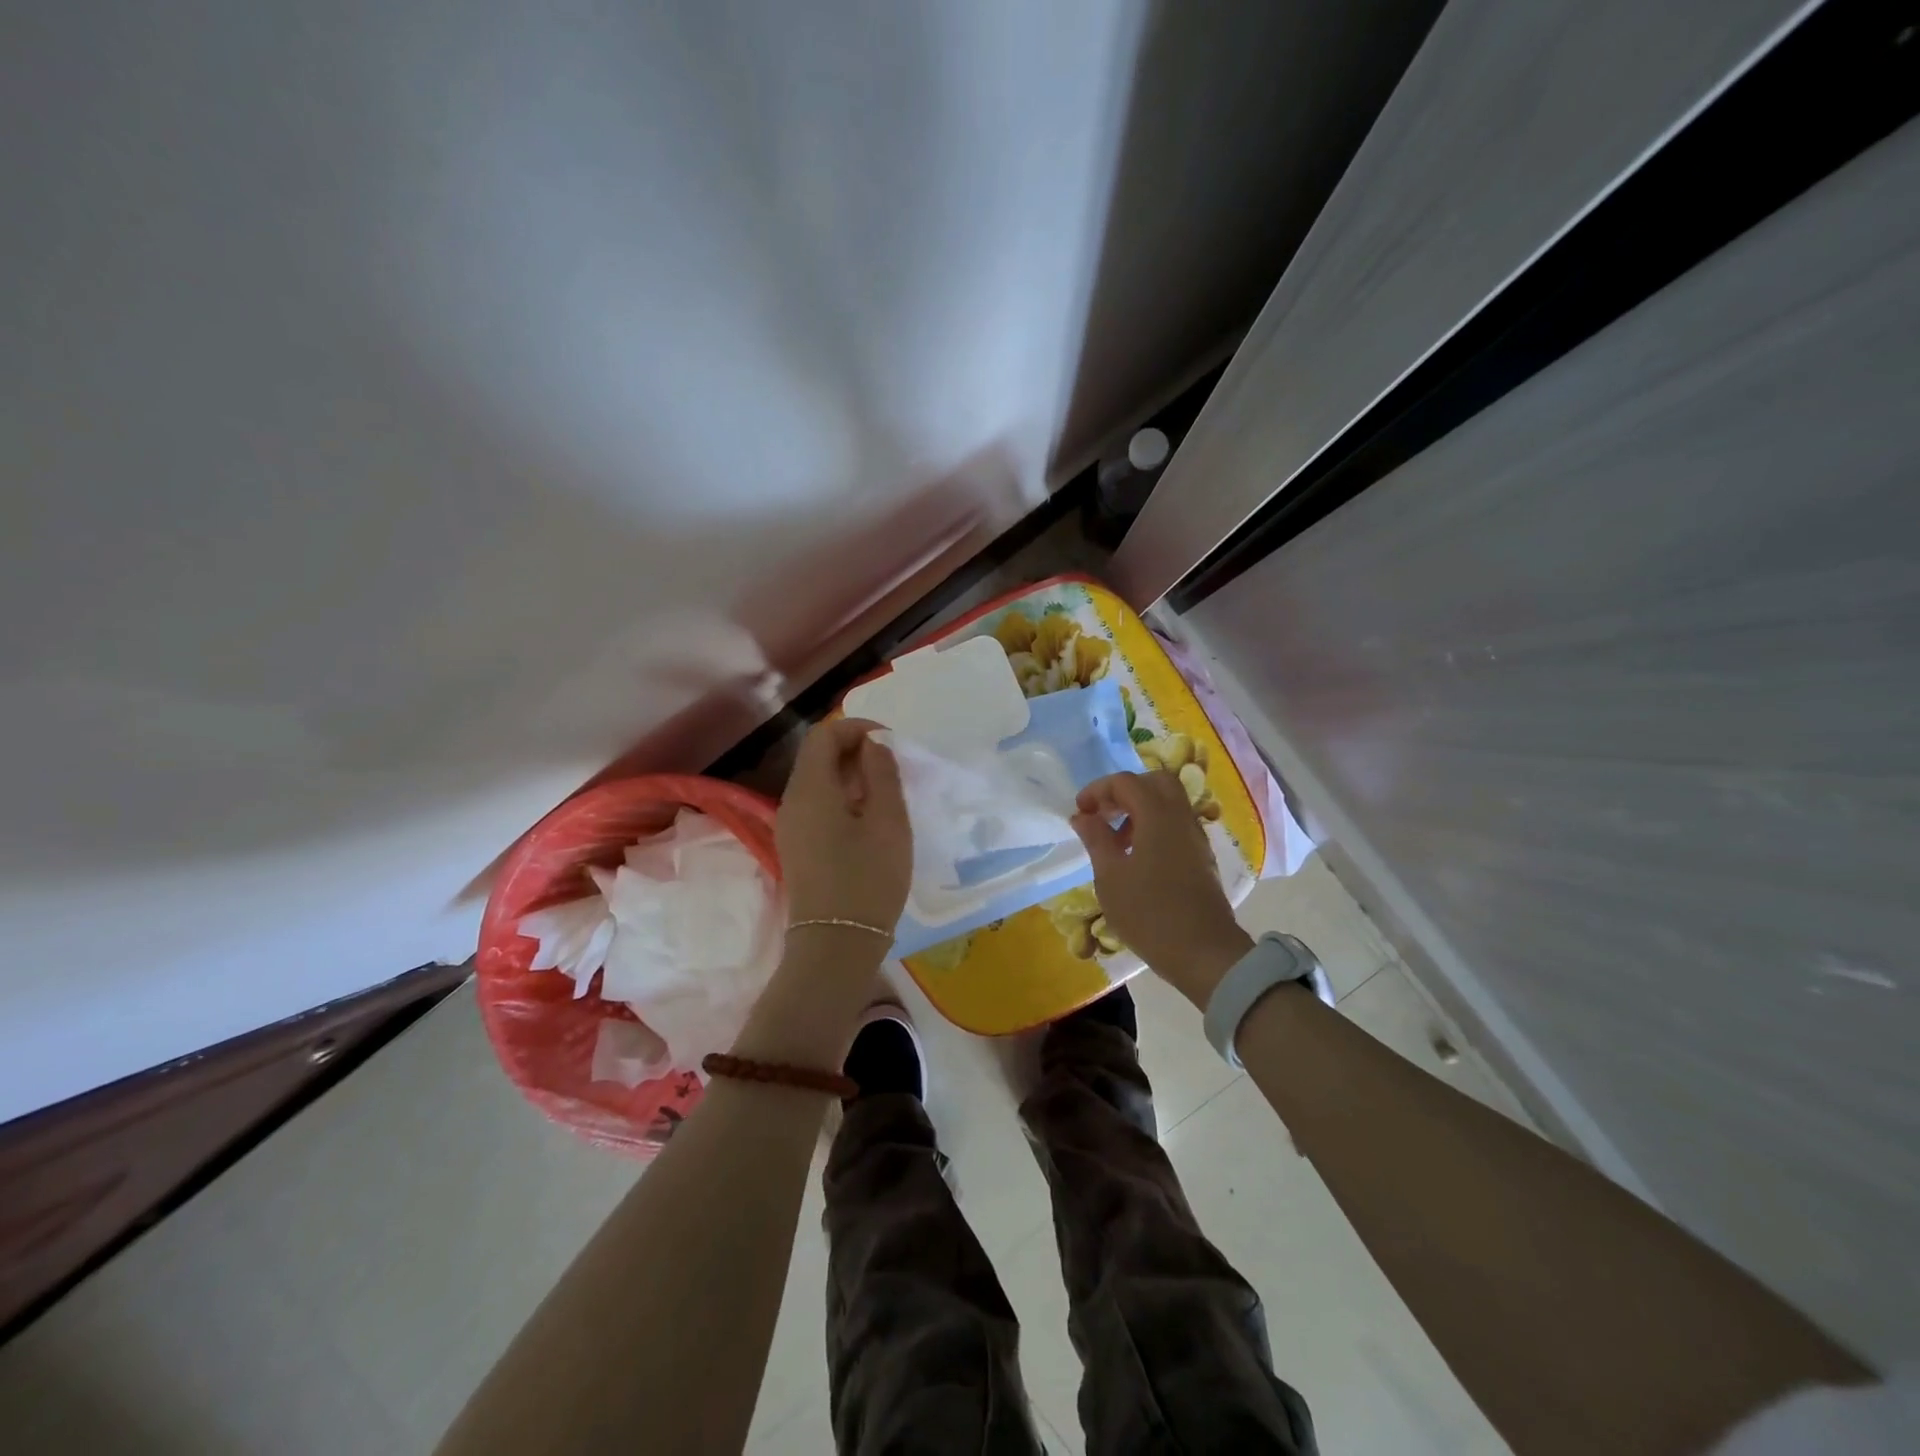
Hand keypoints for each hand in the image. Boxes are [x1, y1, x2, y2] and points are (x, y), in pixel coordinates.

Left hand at [775, 718, 912, 932]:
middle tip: (894, 768)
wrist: (837, 945)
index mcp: (810, 788)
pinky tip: (870, 821)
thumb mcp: (888, 820)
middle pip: (818, 756)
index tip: (891, 744)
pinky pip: (818, 806)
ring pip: (819, 782)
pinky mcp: (798, 847)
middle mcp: (792, 801)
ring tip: (887, 794)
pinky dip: (843, 799)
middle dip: (856, 751)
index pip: (824, 734)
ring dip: (851, 776)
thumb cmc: (868, 879)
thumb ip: (881, 772)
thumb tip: (873, 743)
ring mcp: (791, 826)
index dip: (857, 728)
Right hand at [1071, 770, 1252, 1007]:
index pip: (1125, 782)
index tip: (1080, 812)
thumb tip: (1083, 815)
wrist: (1205, 953)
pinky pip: (1176, 825)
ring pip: (1168, 803)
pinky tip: (1138, 859)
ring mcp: (1196, 837)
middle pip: (1154, 783)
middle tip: (1103, 815)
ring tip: (1116, 842)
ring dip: (1139, 810)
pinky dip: (1154, 827)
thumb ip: (1095, 839)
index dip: (1098, 790)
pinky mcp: (1201, 857)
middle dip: (1124, 792)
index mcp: (1157, 815)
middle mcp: (1181, 817)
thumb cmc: (1149, 913)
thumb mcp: (1110, 877)